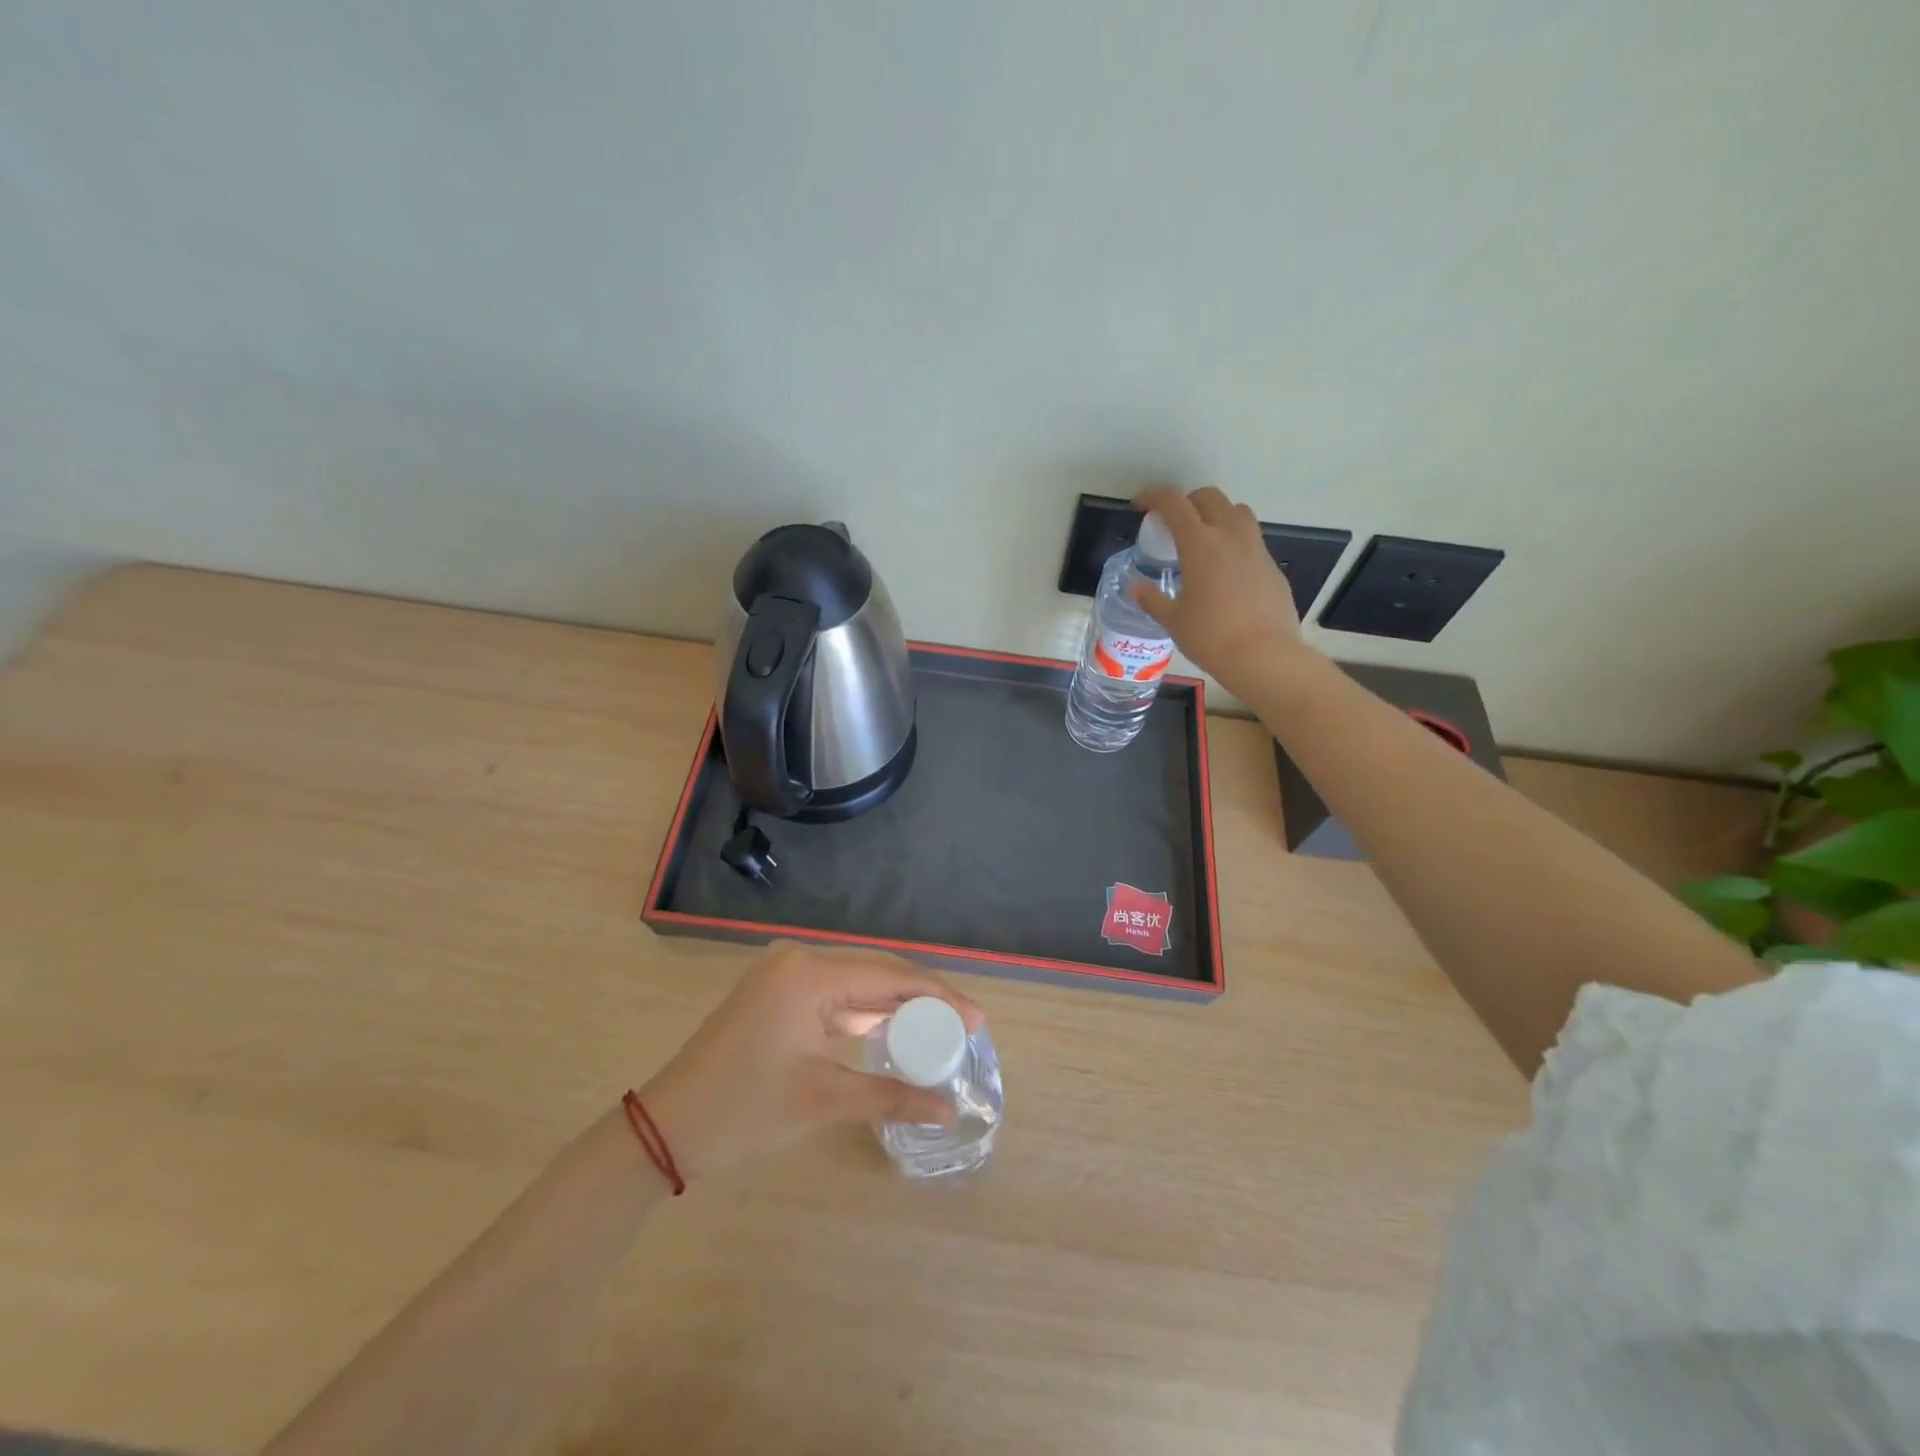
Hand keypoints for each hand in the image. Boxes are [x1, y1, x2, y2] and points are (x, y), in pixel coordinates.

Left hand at [639, 942, 984, 1180]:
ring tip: (941, 1028)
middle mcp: (800, 959)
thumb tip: (949, 1111)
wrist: (666, 1129)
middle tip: (966, 1026)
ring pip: (858, 983)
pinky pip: (836, 996)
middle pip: (877, 972)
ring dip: (897, 1005)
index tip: (978, 1020)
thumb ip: (891, 1096)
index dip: (939, 996)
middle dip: (924, 998)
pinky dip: (867, 1013)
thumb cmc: (743, 1110)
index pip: (890, 976)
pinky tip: (896, 1029)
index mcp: (809, 972)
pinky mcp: (779, 994)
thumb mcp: (823, 1101)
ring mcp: (786, 975)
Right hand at [1132, 486, 1310, 697]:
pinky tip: (1226, 572)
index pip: (1174, 504)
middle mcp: (1230, 536)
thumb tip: (1136, 588)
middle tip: (1173, 523)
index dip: (1154, 497)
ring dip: (1216, 516)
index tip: (1141, 505)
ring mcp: (1256, 549)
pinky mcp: (1272, 566)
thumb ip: (1153, 600)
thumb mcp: (1173, 621)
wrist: (1264, 657)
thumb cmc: (1211, 638)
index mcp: (1200, 545)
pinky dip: (1234, 543)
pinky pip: (1251, 541)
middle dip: (1188, 502)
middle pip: (1209, 498)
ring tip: (1204, 540)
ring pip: (1237, 512)